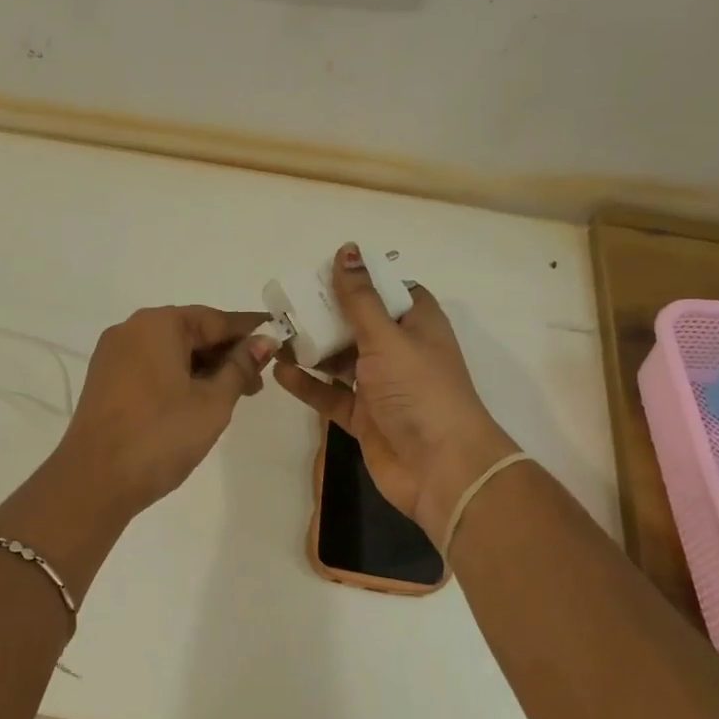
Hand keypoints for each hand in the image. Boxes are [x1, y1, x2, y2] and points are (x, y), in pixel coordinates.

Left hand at [52, 305, 274, 517]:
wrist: (94, 480)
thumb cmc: (160, 435)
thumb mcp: (212, 402)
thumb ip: (240, 368)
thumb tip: (263, 342)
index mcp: (158, 324)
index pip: (215, 319)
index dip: (249, 332)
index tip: (280, 340)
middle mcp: (131, 329)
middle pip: (190, 332)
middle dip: (226, 354)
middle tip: (258, 382)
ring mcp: (113, 355)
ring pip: (170, 352)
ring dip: (203, 368)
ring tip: (233, 396)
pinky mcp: (105, 381)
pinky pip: (151, 367)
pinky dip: (178, 378)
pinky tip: (198, 401)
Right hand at [274, 245, 518, 544]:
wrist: (442, 469)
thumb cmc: (420, 391)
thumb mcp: (387, 337)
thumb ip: (360, 299)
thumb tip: (347, 249)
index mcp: (418, 324)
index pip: (390, 290)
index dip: (361, 279)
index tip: (324, 271)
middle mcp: (400, 351)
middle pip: (359, 324)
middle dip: (325, 314)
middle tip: (286, 302)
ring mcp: (382, 386)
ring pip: (341, 360)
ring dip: (312, 348)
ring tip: (275, 334)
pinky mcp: (365, 417)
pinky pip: (331, 394)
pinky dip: (309, 383)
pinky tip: (280, 371)